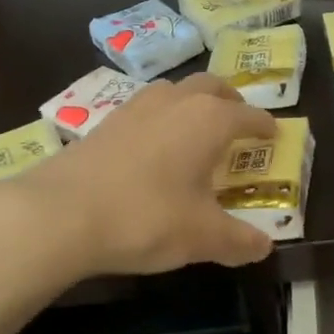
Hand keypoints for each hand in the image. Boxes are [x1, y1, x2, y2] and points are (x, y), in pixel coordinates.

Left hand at [2, 73, 278, 274]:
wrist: (60, 213)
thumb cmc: (146, 217)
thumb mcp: (201, 237)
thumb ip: (238, 240)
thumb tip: (264, 247)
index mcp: (210, 120)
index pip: (248, 115)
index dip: (264, 125)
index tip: (273, 134)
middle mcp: (177, 101)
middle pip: (211, 86)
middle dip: (229, 100)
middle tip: (237, 120)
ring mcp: (136, 106)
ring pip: (174, 90)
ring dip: (192, 102)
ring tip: (194, 130)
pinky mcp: (105, 121)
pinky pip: (146, 107)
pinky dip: (161, 117)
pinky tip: (153, 146)